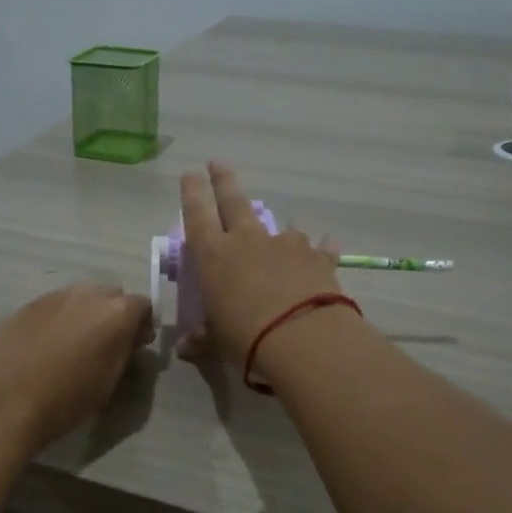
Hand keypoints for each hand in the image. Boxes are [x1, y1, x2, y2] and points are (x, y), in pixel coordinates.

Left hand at [0, 282, 153, 452]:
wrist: (0, 400)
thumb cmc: (64, 399)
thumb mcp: (108, 382)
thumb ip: (123, 352)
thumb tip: (127, 339)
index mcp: (116, 312)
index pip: (143, 306)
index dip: (141, 326)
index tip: (135, 347)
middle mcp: (87, 294)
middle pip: (110, 296)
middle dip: (112, 316)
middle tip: (105, 346)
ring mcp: (53, 296)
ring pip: (79, 299)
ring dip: (83, 316)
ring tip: (71, 348)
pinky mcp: (25, 305)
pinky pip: (53, 308)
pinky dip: (57, 321)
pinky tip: (44, 348)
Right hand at [178, 162, 342, 363]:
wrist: (302, 338)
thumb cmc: (245, 338)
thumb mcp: (216, 341)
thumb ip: (201, 339)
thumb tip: (186, 348)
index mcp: (213, 256)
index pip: (196, 214)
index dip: (192, 192)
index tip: (190, 172)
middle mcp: (247, 240)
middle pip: (234, 200)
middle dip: (224, 180)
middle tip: (218, 163)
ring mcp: (285, 244)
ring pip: (279, 227)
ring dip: (277, 233)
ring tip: (281, 243)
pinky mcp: (318, 256)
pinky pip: (318, 248)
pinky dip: (319, 248)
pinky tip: (326, 247)